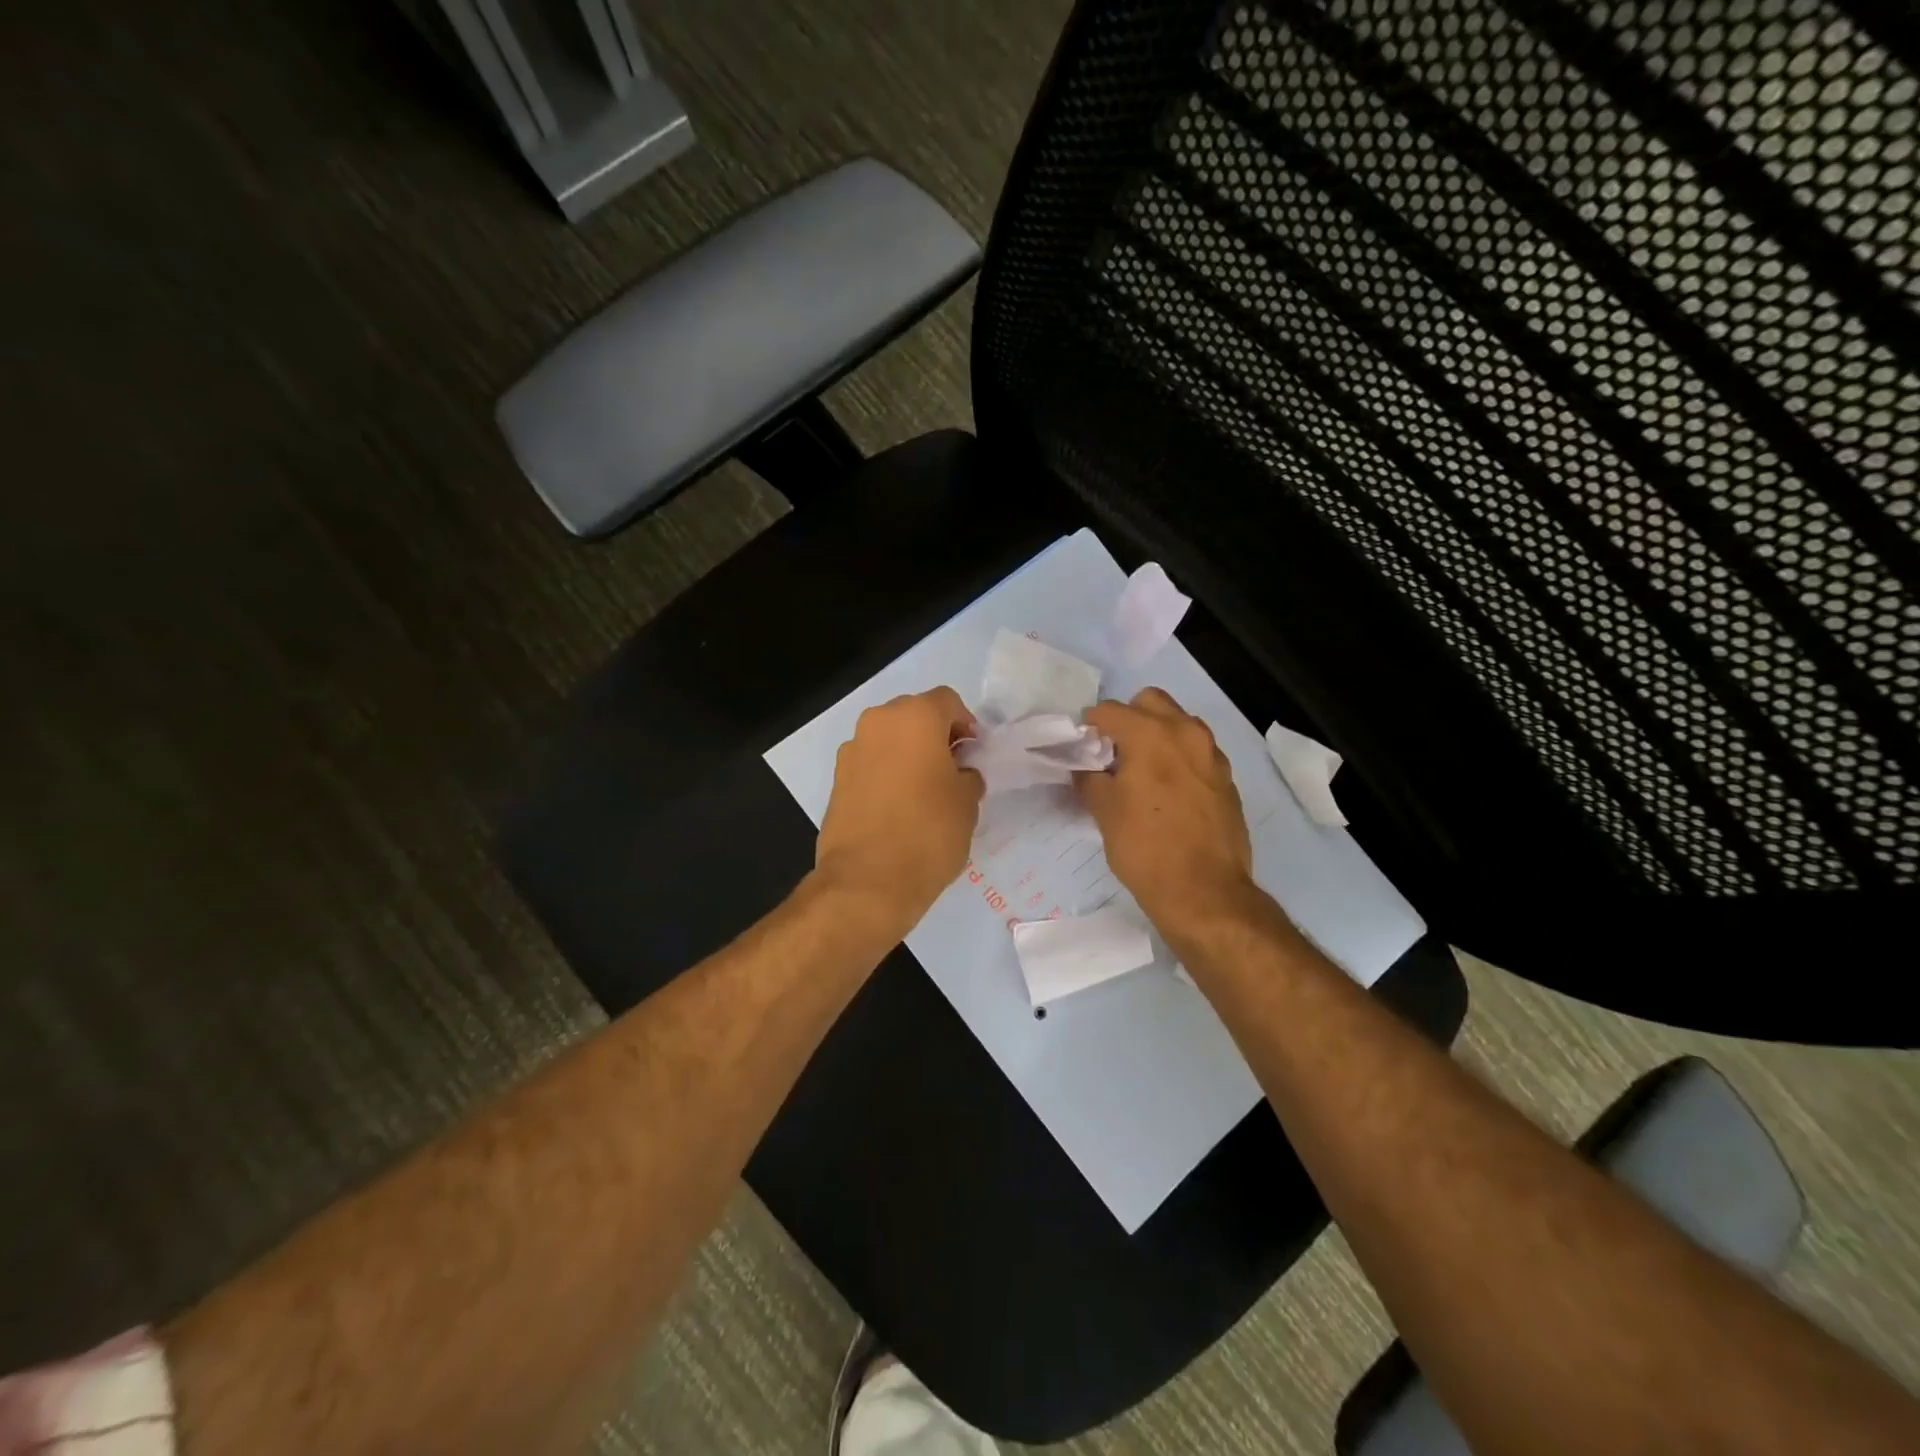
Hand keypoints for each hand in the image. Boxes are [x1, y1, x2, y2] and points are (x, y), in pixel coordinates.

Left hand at [814, 687, 983, 938]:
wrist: (867, 881)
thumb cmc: (928, 832)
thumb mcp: (968, 802)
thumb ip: (968, 775)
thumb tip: (959, 773)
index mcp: (914, 717)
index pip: (947, 701)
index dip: (966, 724)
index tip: (974, 754)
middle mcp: (878, 722)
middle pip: (914, 715)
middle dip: (935, 736)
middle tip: (952, 770)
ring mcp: (852, 750)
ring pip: (890, 739)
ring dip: (908, 754)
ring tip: (924, 792)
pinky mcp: (837, 779)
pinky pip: (871, 764)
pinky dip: (887, 774)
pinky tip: (899, 808)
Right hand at [1078, 688, 1253, 934]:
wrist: (1204, 891)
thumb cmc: (1145, 848)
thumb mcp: (1104, 812)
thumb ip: (1090, 778)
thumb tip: (1085, 767)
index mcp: (1151, 734)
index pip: (1108, 710)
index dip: (1089, 726)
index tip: (1082, 748)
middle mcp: (1185, 732)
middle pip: (1150, 702)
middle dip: (1128, 718)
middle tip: (1114, 753)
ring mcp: (1211, 754)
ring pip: (1179, 724)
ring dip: (1157, 735)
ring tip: (1142, 772)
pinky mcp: (1226, 778)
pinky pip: (1197, 752)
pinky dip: (1179, 758)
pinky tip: (1168, 793)